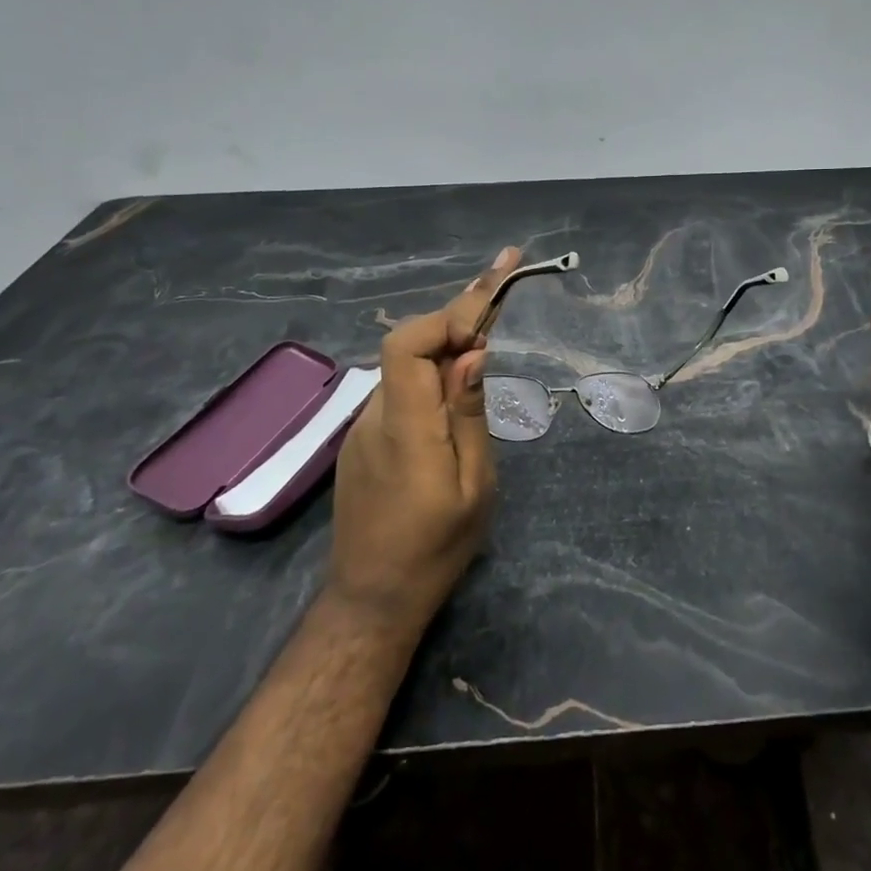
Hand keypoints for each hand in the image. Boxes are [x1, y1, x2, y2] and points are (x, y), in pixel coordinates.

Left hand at [325, 247, 519, 633]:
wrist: (373, 598)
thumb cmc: (435, 548)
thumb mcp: (473, 486)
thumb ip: (469, 413)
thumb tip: (473, 352)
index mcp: (406, 426)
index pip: (410, 345)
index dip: (448, 315)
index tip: (491, 298)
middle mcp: (377, 414)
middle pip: (410, 342)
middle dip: (459, 308)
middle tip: (504, 272)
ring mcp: (365, 425)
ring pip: (407, 361)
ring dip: (448, 333)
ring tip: (490, 311)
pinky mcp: (367, 437)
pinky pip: (403, 384)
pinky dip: (434, 363)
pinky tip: (460, 366)